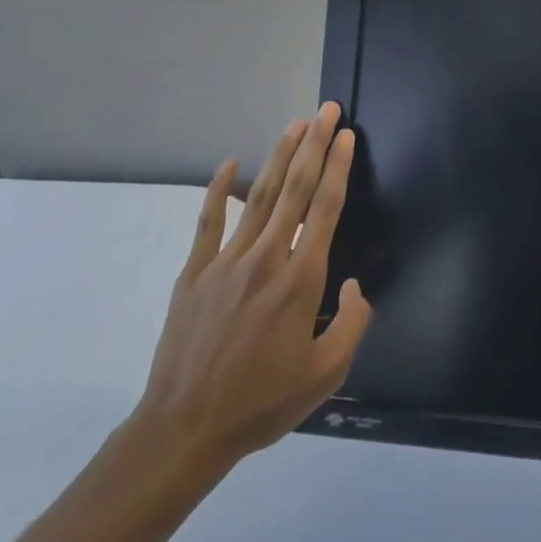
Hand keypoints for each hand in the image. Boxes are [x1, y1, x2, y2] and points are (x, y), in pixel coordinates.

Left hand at [128, 104, 371, 489]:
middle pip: (295, 189)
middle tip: (327, 111)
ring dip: (279, 157)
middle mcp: (266, 258)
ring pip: (258, 196)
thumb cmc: (261, 403)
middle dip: (314, 146)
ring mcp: (226, 262)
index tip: (347, 136)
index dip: (339, 168)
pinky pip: (208, 222)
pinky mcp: (195, 273)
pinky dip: (218, 189)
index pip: (325, 208)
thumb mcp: (325, 375)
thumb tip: (356, 286)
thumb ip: (352, 324)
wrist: (184, 429)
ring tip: (295, 125)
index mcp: (300, 280)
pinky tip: (229, 162)